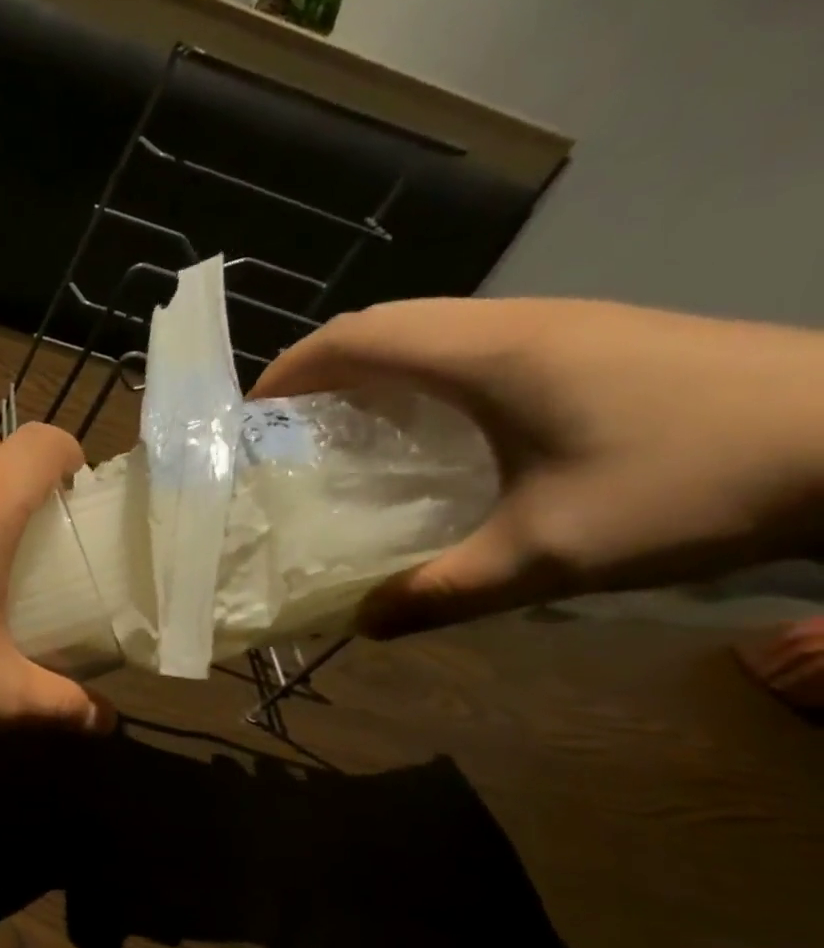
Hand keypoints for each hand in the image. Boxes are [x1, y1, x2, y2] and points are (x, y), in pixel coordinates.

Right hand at [252, 298, 823, 636]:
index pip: (356, 336)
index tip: (251, 416)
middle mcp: (515, 323)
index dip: (291, 369)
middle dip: (320, 370)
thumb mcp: (551, 554)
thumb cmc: (695, 480)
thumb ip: (442, 590)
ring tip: (346, 431)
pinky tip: (436, 431)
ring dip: (373, 369)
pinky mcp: (598, 341)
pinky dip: (424, 375)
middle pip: (387, 324)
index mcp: (486, 353)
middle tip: (287, 430)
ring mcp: (564, 325)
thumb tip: (362, 625)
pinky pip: (476, 343)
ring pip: (433, 329)